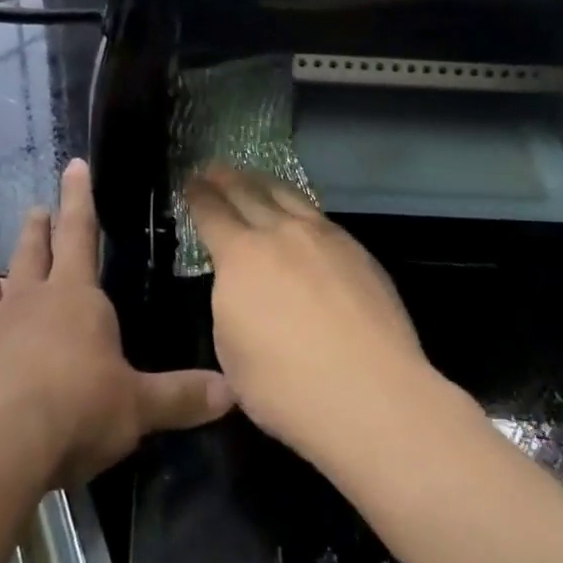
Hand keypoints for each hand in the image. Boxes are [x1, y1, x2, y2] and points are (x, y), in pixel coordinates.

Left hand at [0, 159, 232, 486]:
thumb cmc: (74, 411)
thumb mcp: (137, 407)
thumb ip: (181, 397)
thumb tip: (232, 391)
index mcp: (75, 299)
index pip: (81, 235)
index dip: (79, 199)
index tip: (73, 164)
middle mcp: (27, 302)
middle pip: (32, 254)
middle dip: (36, 229)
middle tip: (33, 208)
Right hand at [188, 164, 432, 461]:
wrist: (371, 394)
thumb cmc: (287, 387)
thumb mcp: (231, 351)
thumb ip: (230, 304)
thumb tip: (241, 287)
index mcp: (240, 256)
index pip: (211, 212)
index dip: (198, 194)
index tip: (191, 182)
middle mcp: (279, 233)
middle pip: (248, 192)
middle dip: (227, 178)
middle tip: (215, 168)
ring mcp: (323, 236)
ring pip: (287, 196)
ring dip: (264, 183)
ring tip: (254, 177)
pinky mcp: (357, 250)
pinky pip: (318, 214)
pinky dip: (298, 205)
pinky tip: (299, 213)